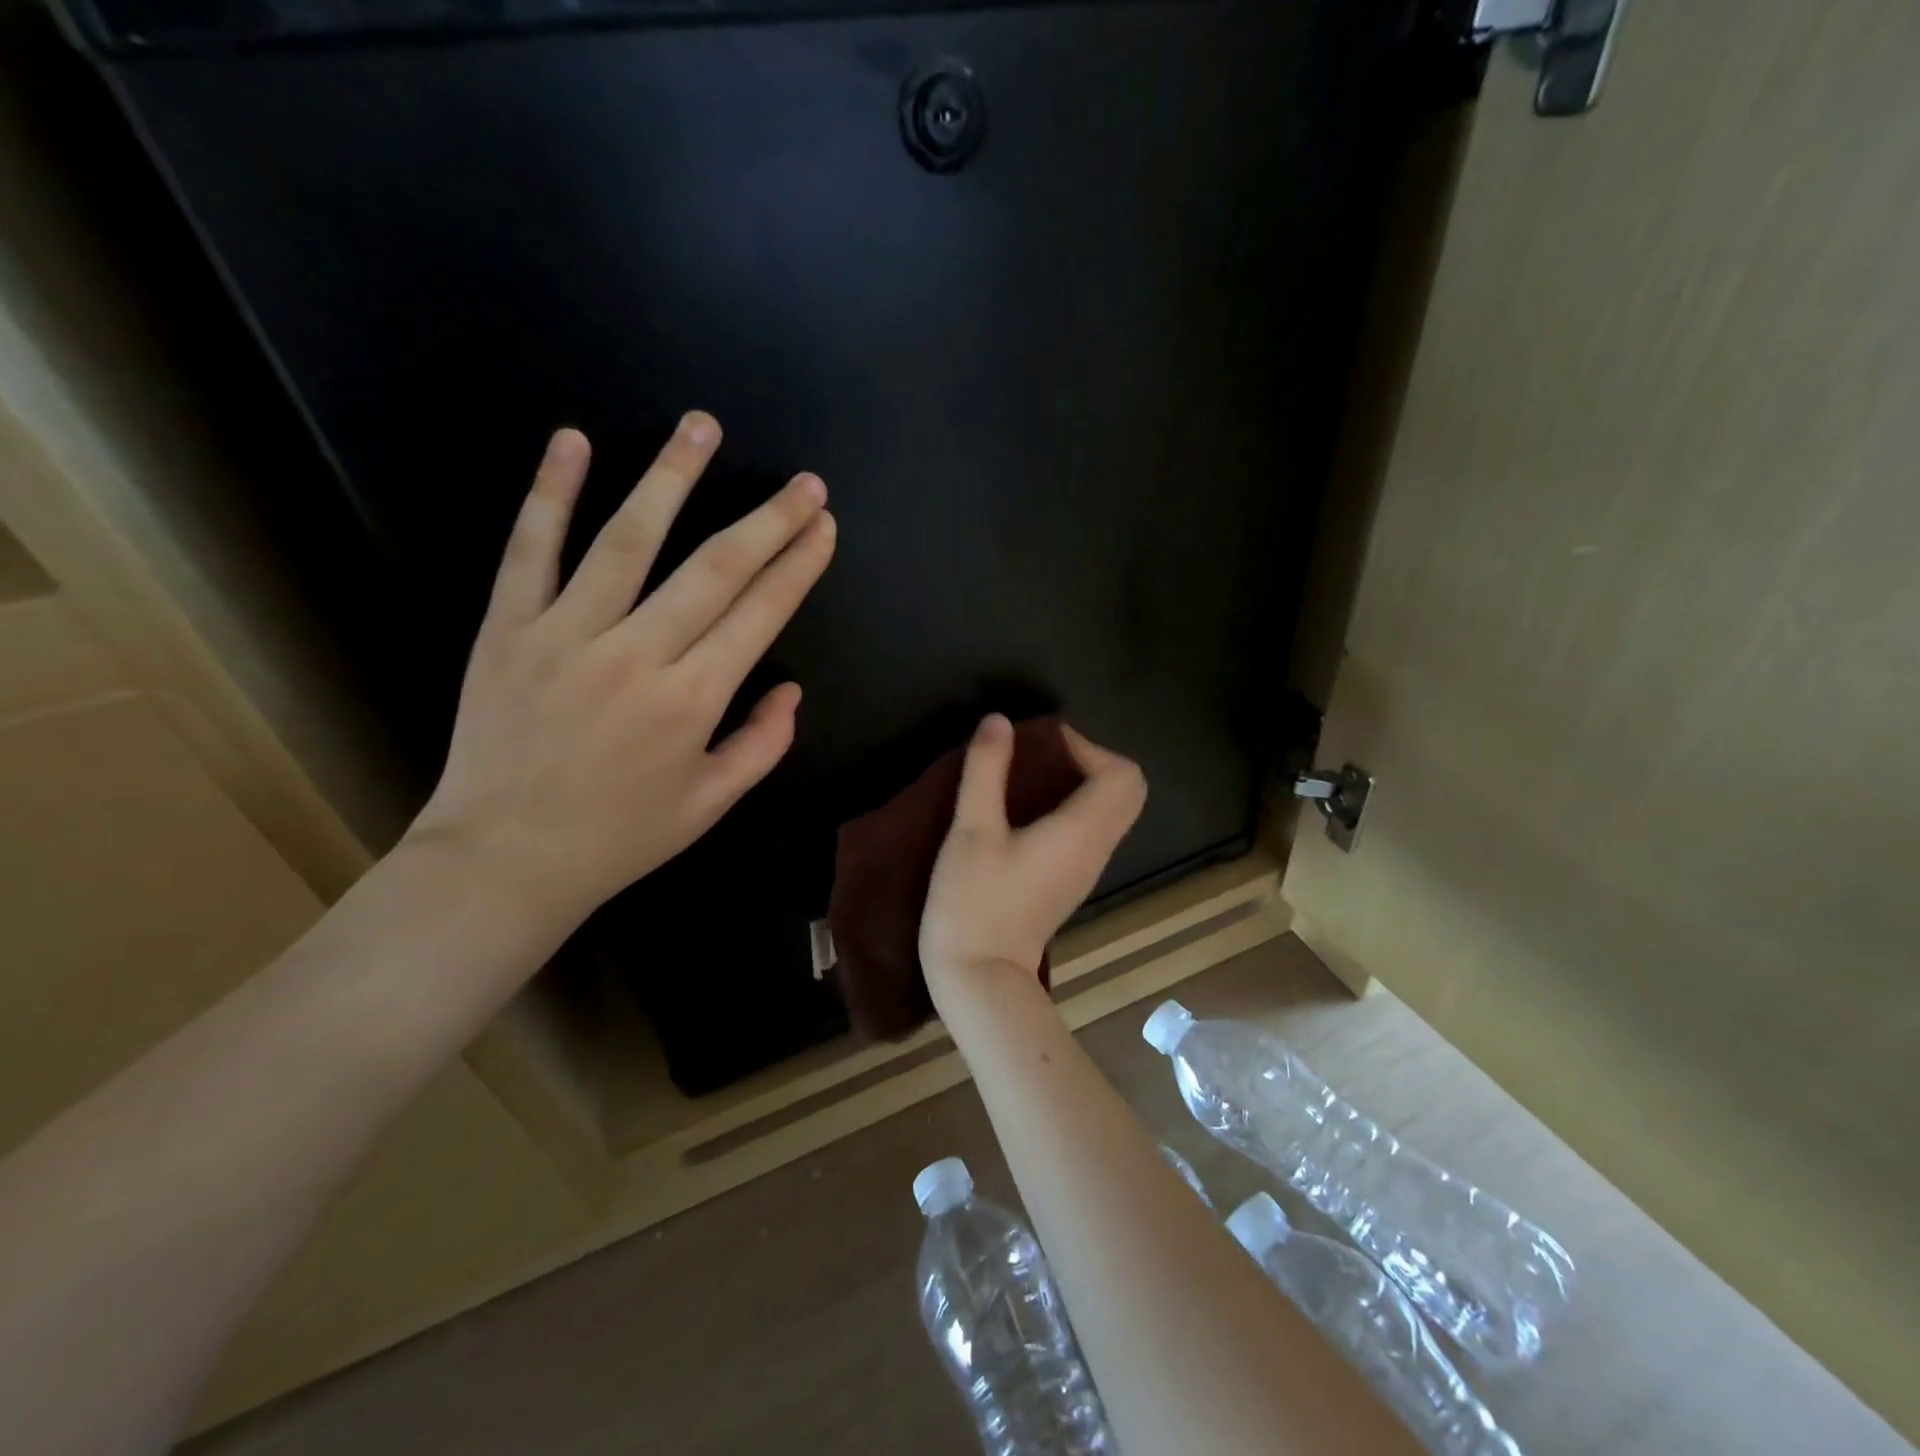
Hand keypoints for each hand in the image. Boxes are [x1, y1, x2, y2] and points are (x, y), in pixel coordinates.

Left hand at [408, 414, 835, 929]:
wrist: (505, 859)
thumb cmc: (620, 836)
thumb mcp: (711, 803)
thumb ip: (762, 744)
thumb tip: (792, 689)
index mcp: (692, 700)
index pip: (760, 614)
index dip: (799, 566)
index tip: (824, 527)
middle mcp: (637, 654)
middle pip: (714, 568)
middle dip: (768, 520)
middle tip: (803, 481)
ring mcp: (566, 633)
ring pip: (628, 540)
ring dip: (671, 478)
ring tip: (704, 427)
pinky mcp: (507, 628)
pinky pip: (529, 550)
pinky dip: (549, 493)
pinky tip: (573, 441)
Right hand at [919, 714, 1146, 1001]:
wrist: (979, 977)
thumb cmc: (973, 901)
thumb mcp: (971, 830)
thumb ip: (986, 770)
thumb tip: (999, 721)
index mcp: (1082, 831)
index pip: (1122, 774)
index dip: (1087, 747)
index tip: (1041, 745)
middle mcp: (1097, 848)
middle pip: (1128, 791)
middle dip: (1092, 761)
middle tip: (1043, 757)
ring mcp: (1087, 869)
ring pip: (1112, 812)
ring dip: (1083, 783)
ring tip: (1031, 777)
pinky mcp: (1071, 882)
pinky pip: (1093, 831)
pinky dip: (1075, 807)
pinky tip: (1028, 812)